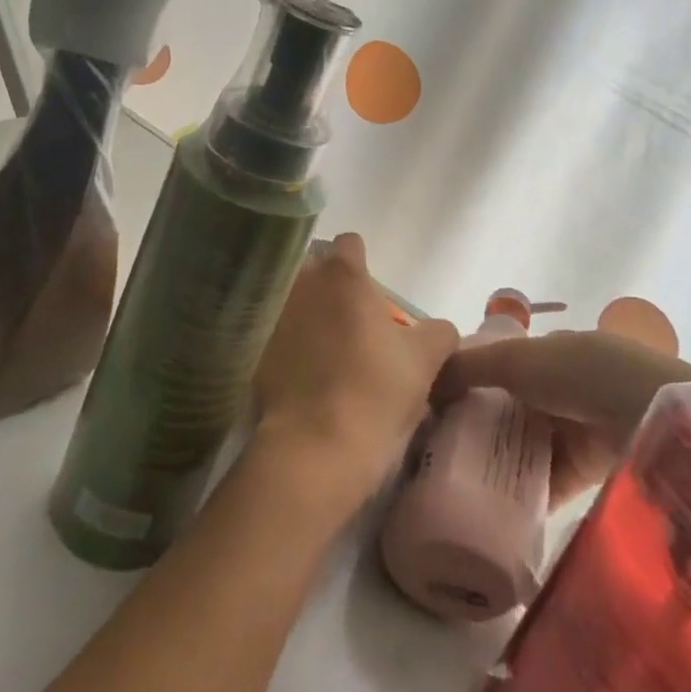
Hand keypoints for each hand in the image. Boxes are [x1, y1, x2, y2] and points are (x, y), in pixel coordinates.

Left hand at [254, 234, 459, 505]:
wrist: (315, 448)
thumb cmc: (375, 390)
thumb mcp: (425, 359)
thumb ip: (437, 332)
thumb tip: (437, 329)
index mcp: (342, 274)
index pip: (350, 244)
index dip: (362, 263)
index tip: (371, 294)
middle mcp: (300, 283)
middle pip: (315, 270)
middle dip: (330, 288)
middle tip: (351, 324)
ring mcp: (270, 315)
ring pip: (291, 301)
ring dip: (305, 315)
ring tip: (324, 351)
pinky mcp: (253, 350)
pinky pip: (272, 335)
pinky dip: (284, 346)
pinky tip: (302, 376)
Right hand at [433, 330, 690, 505]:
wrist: (651, 415)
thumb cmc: (581, 372)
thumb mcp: (518, 359)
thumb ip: (470, 367)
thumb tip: (422, 380)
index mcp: (551, 352)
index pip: (501, 365)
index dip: (469, 381)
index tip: (433, 406)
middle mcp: (563, 389)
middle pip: (509, 408)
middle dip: (477, 426)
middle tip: (434, 452)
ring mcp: (577, 430)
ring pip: (525, 446)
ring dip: (496, 461)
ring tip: (450, 483)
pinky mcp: (588, 472)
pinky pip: (546, 483)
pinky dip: (521, 494)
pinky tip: (487, 508)